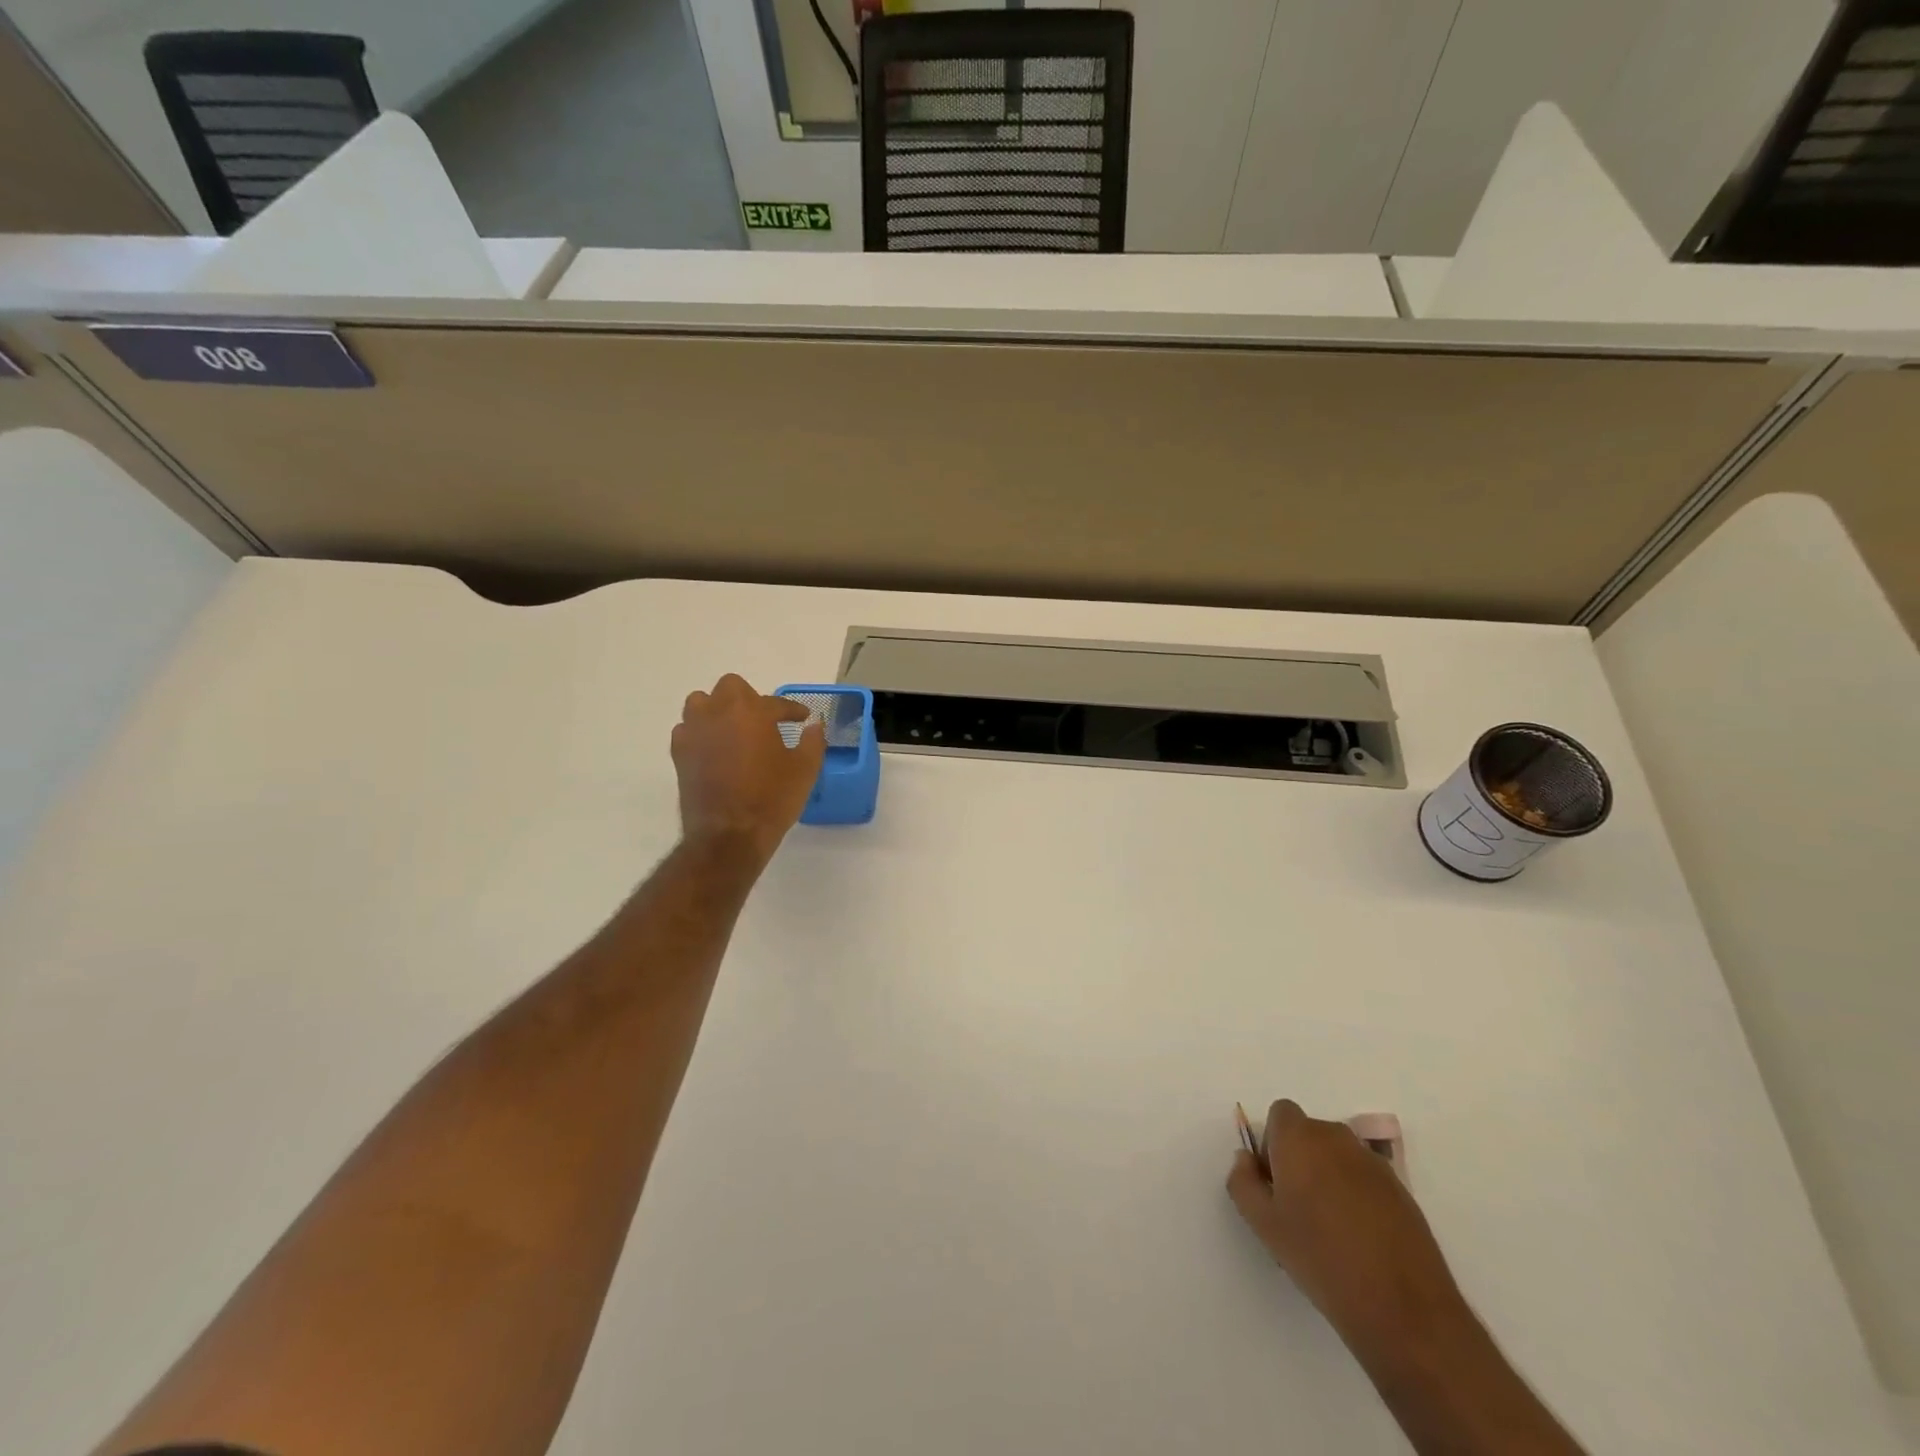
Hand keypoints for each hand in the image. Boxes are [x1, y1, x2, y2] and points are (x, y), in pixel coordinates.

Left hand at [671, 675, 824, 865]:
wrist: (729, 836)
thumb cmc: (772, 799)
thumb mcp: (805, 770)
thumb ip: (812, 742)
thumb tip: (814, 726)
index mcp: (753, 712)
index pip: (776, 703)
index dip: (792, 710)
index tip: (802, 718)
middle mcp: (719, 713)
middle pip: (731, 687)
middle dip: (748, 699)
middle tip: (763, 720)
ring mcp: (695, 732)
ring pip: (701, 703)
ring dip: (717, 709)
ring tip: (733, 729)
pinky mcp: (679, 753)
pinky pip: (687, 729)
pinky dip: (700, 733)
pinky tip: (714, 749)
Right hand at [1228, 1100, 1466, 1361]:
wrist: (1404, 1309)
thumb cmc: (1321, 1259)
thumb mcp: (1263, 1225)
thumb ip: (1243, 1182)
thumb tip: (1246, 1160)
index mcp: (1300, 1138)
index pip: (1280, 1114)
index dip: (1273, 1143)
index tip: (1275, 1182)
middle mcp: (1337, 1137)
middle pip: (1309, 1133)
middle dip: (1300, 1159)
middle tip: (1298, 1208)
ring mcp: (1374, 1163)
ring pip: (1338, 1157)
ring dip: (1329, 1176)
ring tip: (1332, 1228)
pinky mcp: (1402, 1190)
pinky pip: (1365, 1178)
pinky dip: (1358, 1195)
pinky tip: (1361, 1240)